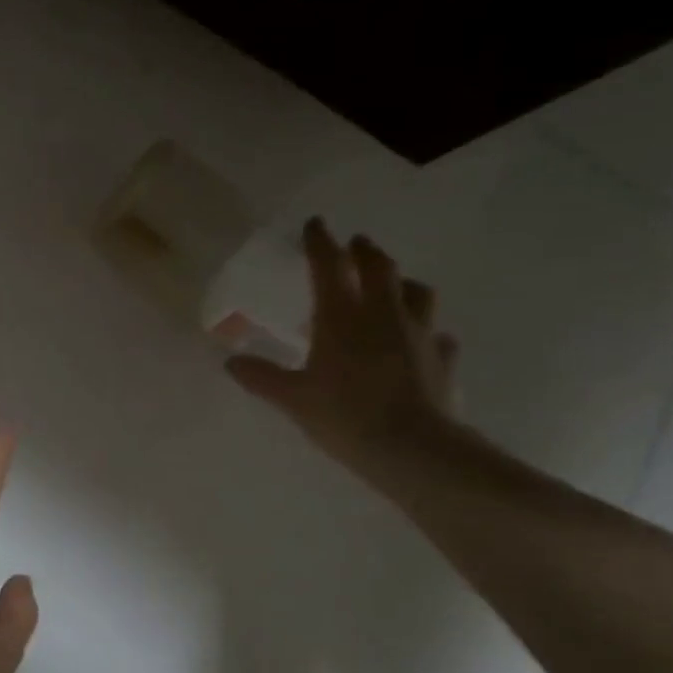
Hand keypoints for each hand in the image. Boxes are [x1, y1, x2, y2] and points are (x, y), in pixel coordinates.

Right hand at [227, 218, 460, 491]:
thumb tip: (229, 362)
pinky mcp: (442, 358)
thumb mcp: (292, 398)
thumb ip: (261, 376)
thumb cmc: (345, 415)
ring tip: (393, 285)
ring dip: (401, 282)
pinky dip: (426, 330)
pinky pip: (436, 334)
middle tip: (356, 244)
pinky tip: (420, 341)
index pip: (328, 266)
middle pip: (379, 267)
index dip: (320, 242)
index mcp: (341, 317)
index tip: (315, 224)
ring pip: (416, 292)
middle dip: (365, 251)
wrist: (413, 448)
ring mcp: (419, 333)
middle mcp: (382, 314)